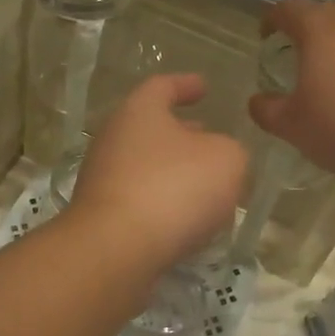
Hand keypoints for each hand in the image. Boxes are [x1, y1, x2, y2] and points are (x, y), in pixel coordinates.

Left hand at [70, 74, 248, 270]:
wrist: (116, 250)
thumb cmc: (174, 188)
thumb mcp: (226, 160)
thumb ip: (230, 151)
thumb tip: (218, 158)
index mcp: (139, 111)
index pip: (162, 86)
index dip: (186, 84)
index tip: (204, 87)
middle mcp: (114, 139)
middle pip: (151, 128)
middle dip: (183, 132)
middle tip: (209, 136)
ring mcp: (103, 180)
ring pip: (147, 166)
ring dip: (176, 171)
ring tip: (208, 184)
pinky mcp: (103, 217)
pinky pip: (141, 201)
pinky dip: (165, 203)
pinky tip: (189, 219)